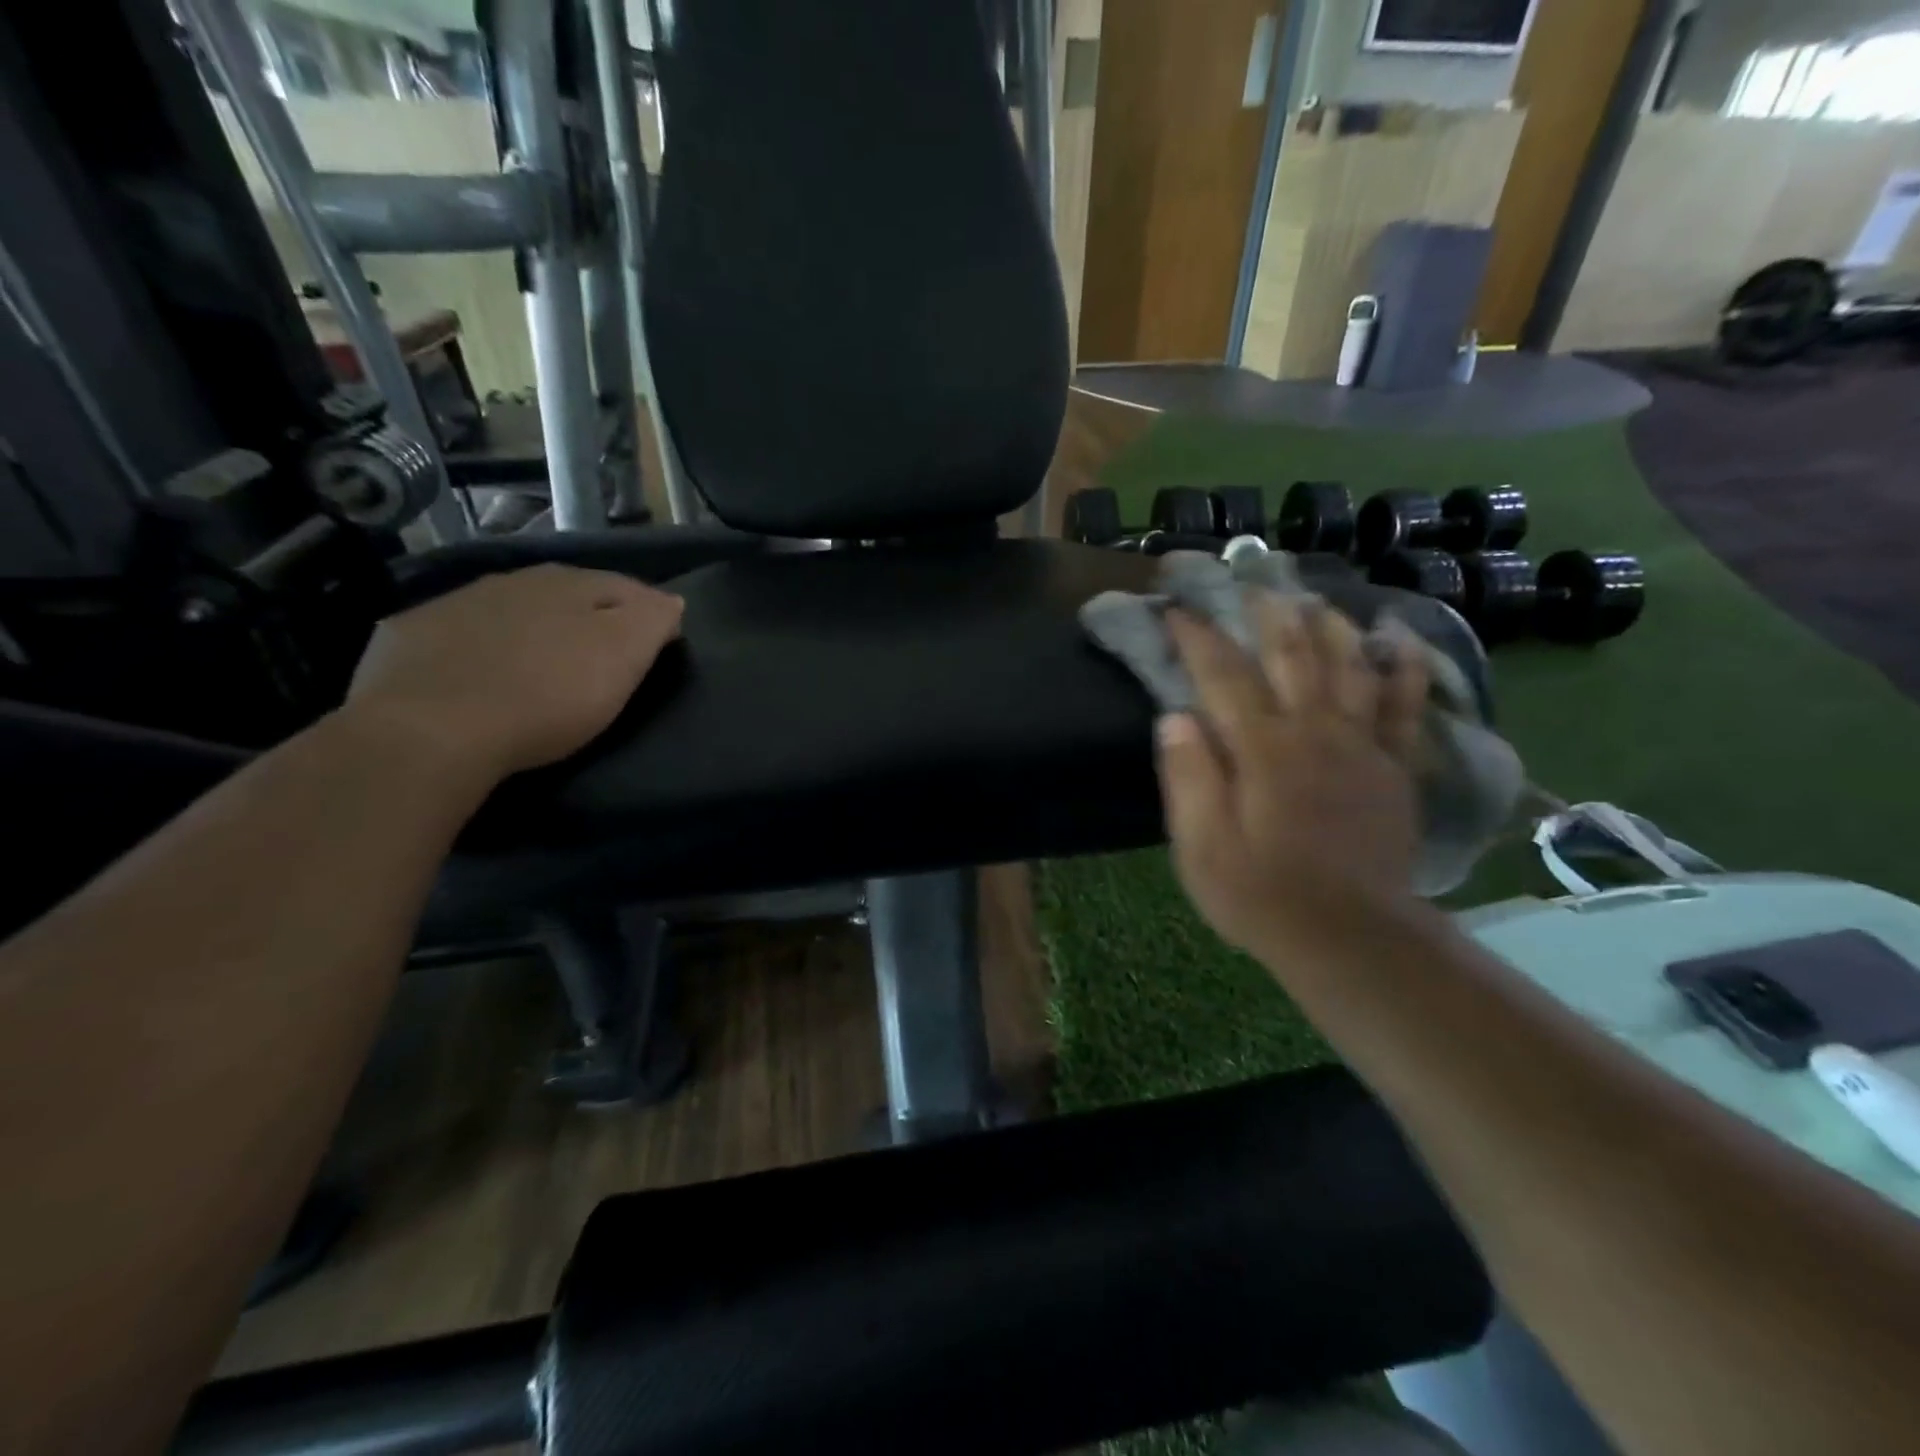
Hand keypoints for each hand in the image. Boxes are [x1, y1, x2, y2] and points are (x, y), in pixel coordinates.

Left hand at [346, 564, 683, 781]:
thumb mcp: (622, 658)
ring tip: (543, 656)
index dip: (648, 611)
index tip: (660, 641)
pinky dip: (481, 641)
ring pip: (513, 604)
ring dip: (534, 622)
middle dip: (590, 612)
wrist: (431, 728)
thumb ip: (651, 621)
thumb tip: (670, 601)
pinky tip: (480, 668)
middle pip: (568, 590)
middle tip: (603, 649)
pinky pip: (462, 629)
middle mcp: (517, 580)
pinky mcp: (413, 633)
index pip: (626, 586)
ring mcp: (459, 602)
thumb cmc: (547, 696)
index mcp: (573, 584)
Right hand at [1157, 594, 1428, 958]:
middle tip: (1249, 583)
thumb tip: (1174, 717)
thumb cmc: (1259, 893)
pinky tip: (1398, 640)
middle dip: (1266, 613)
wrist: (1348, 935)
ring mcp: (1361, 746)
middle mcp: (1313, 732)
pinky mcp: (1393, 767)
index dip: (1197, 637)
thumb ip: (1190, 777)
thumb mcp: (1200, 846)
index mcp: (1260, 749)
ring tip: (1313, 598)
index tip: (1176, 609)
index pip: (1222, 675)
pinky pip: (1404, 706)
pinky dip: (1402, 668)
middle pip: (1291, 654)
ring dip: (1330, 625)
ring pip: (1349, 666)